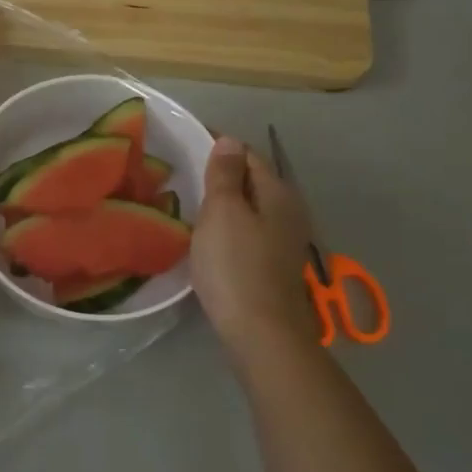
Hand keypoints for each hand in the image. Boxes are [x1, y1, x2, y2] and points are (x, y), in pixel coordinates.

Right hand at [192, 136, 320, 353]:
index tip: (185, 144)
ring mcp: (284, 241)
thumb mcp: (223, 212)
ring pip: (251, 209)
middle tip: (182, 174)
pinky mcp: (274, 266)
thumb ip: (226, 175)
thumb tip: (230, 140)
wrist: (261, 332)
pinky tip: (209, 238)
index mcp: (278, 193)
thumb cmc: (236, 266)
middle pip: (253, 182)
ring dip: (225, 203)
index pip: (248, 155)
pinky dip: (230, 227)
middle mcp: (289, 212)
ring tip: (190, 204)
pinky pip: (249, 232)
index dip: (219, 146)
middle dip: (222, 174)